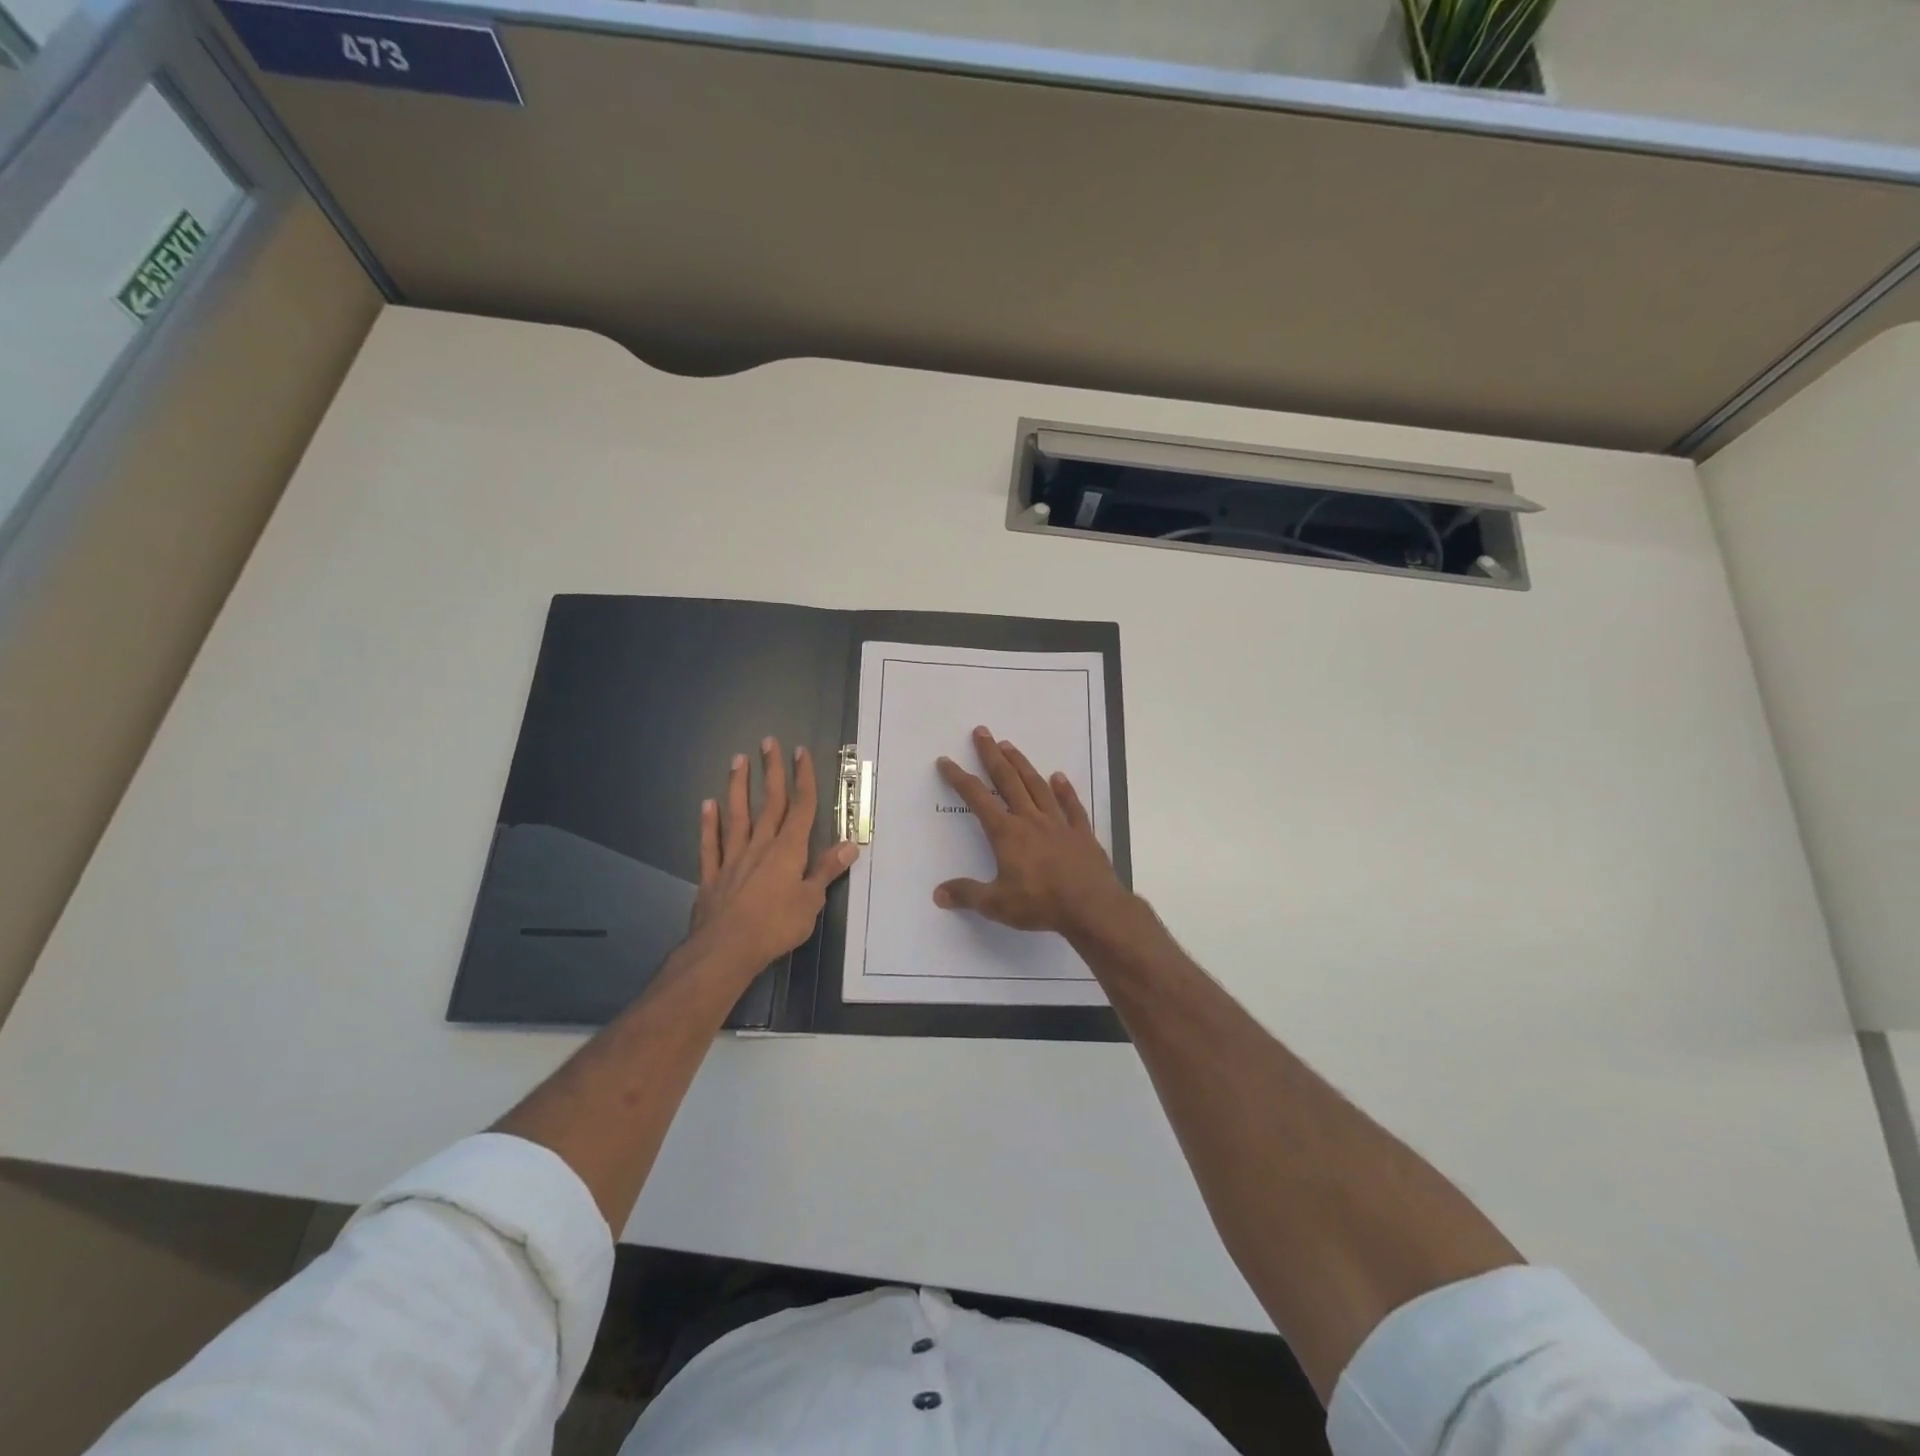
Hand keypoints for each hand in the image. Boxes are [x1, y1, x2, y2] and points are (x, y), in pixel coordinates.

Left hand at [691, 738, 857, 972]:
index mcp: (788, 850)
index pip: (801, 807)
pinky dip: (709, 824)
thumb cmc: (776, 925)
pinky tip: (707, 805)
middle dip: (772, 771)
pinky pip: (711, 844)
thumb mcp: (811, 901)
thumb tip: (850, 845)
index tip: (800, 752)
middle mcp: (761, 846)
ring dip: (738, 787)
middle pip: (769, 803)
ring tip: (737, 760)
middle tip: (768, 742)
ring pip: (737, 816)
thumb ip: (826, 870)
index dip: (803, 778)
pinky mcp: (712, 876)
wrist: (726, 949)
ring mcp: (733, 858)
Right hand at [933, 726, 1130, 936]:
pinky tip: (1059, 777)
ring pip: (1037, 786)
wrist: (1091, 907)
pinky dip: (1065, 790)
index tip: (947, 761)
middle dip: (992, 756)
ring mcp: (1059, 823)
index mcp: (1007, 833)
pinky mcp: (1081, 833)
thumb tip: (938, 893)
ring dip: (1022, 765)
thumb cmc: (1040, 903)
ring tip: (1010, 746)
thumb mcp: (996, 904)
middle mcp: (1031, 820)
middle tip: (982, 732)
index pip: (977, 799)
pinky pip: (1072, 805)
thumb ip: (967, 895)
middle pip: (1008, 781)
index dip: (960, 778)